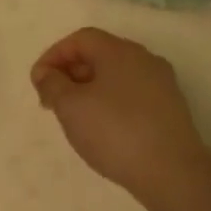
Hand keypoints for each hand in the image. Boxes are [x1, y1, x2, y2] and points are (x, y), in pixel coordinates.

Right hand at [31, 28, 210, 201]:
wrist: (172, 172)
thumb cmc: (114, 131)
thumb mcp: (70, 106)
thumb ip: (52, 84)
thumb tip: (46, 73)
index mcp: (119, 51)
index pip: (81, 39)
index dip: (54, 55)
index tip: (38, 82)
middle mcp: (144, 59)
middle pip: (100, 54)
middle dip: (70, 73)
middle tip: (52, 101)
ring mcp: (162, 84)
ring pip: (116, 76)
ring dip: (90, 90)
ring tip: (75, 117)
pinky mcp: (171, 109)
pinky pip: (132, 95)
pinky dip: (111, 103)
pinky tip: (103, 129)